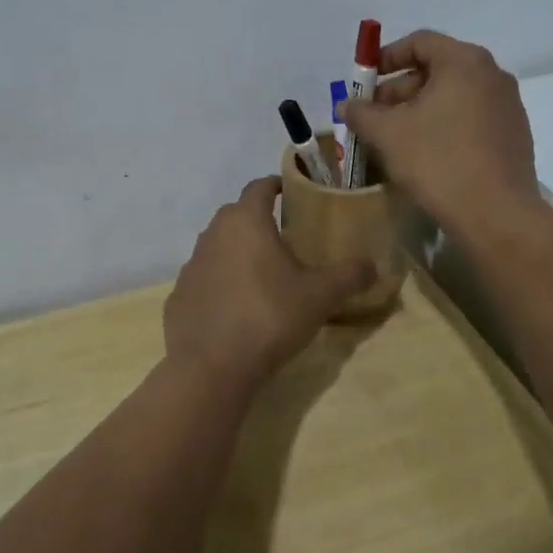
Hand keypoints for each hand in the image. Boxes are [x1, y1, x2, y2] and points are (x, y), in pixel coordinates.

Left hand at [164, 177, 373, 391]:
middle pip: (237, 214)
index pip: (259, 186)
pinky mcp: (179, 295)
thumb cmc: (268, 316)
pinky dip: (221, 282)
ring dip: (238, 252)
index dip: (276, 185)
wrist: (210, 367)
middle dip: (258, 219)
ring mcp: (191, 264)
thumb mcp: (319, 297)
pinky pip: (205, 278)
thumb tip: (373, 265)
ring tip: (263, 272)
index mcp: (246, 221)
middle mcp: (213, 233)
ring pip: (218, 245)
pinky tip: (237, 306)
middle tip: (284, 236)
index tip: (291, 192)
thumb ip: (348, 276)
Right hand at [339, 30, 538, 236]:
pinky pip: (471, 117)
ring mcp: (508, 105)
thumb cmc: (438, 161)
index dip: (386, 57)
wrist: (496, 214)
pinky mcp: (514, 135)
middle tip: (374, 115)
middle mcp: (492, 75)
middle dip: (400, 89)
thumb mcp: (387, 134)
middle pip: (437, 68)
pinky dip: (445, 125)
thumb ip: (361, 113)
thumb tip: (347, 105)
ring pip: (454, 95)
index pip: (420, 42)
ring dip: (420, 109)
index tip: (365, 81)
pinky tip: (426, 153)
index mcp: (464, 62)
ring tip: (395, 137)